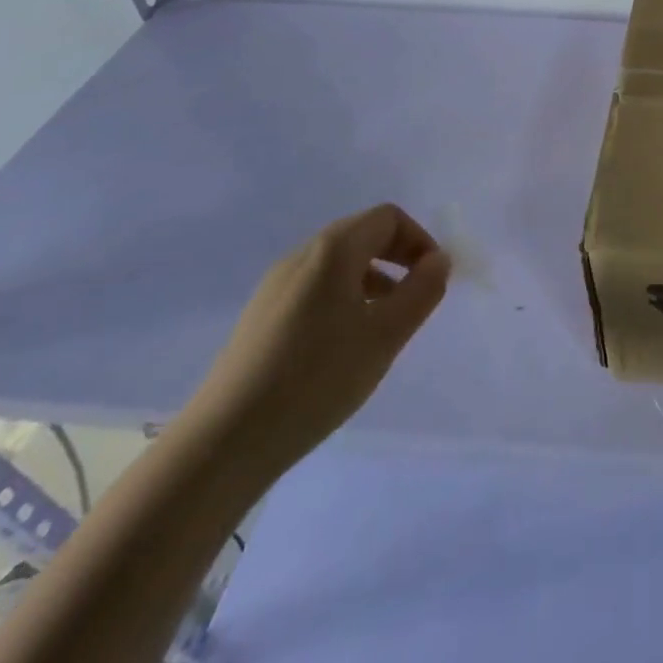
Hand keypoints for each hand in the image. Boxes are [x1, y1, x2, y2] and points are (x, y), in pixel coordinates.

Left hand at [176, 205, 449, 477]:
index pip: (388, 218)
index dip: (419, 240)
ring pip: (338, 264)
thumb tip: (439, 260)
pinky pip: (314, 288)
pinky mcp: (260, 317)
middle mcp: (302, 255)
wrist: (223, 444)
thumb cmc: (316, 379)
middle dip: (397, 258)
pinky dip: (342, 299)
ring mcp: (275, 286)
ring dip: (371, 280)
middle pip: (362, 235)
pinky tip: (341, 347)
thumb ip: (422, 290)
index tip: (431, 280)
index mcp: (333, 250)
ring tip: (380, 327)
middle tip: (412, 300)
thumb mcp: (386, 335)